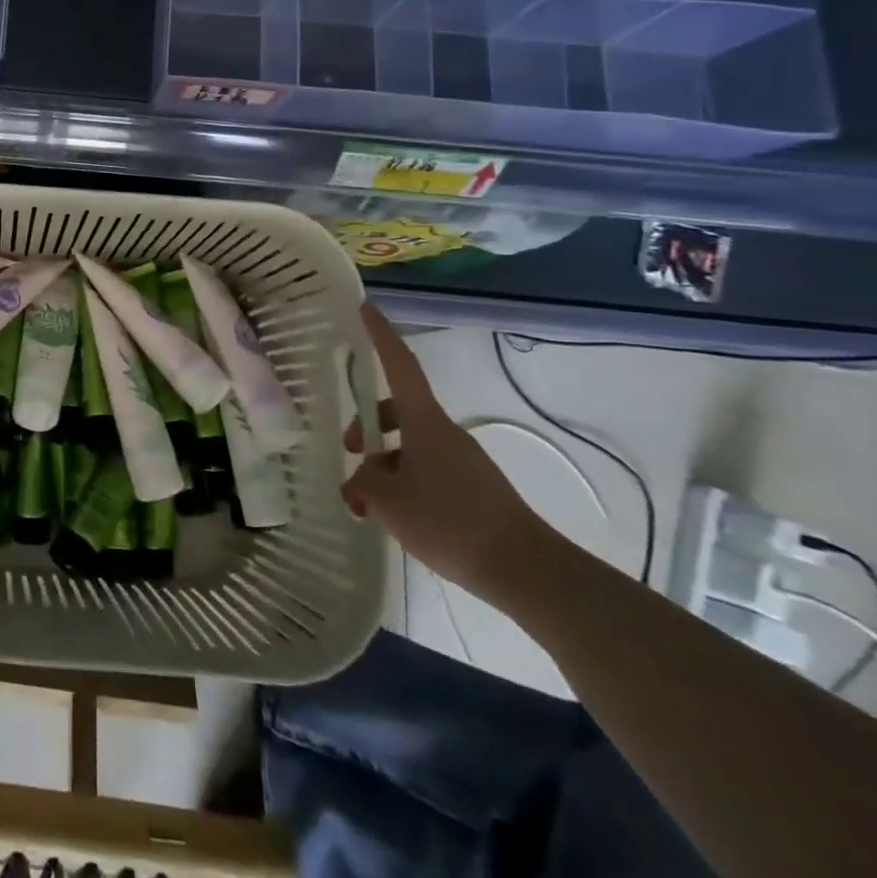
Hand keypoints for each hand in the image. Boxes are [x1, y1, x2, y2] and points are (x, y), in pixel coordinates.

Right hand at [344, 304, 560, 605]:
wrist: (526, 570)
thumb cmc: (450, 522)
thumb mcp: (389, 501)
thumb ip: (363, 481)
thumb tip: (361, 478)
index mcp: (425, 422)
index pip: (400, 365)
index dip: (381, 335)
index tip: (365, 307)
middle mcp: (444, 432)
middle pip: (398, 410)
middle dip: (368, 423)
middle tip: (350, 451)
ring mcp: (461, 460)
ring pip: (410, 445)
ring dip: (384, 463)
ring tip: (368, 503)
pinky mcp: (472, 489)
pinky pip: (426, 470)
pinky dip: (404, 484)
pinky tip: (395, 518)